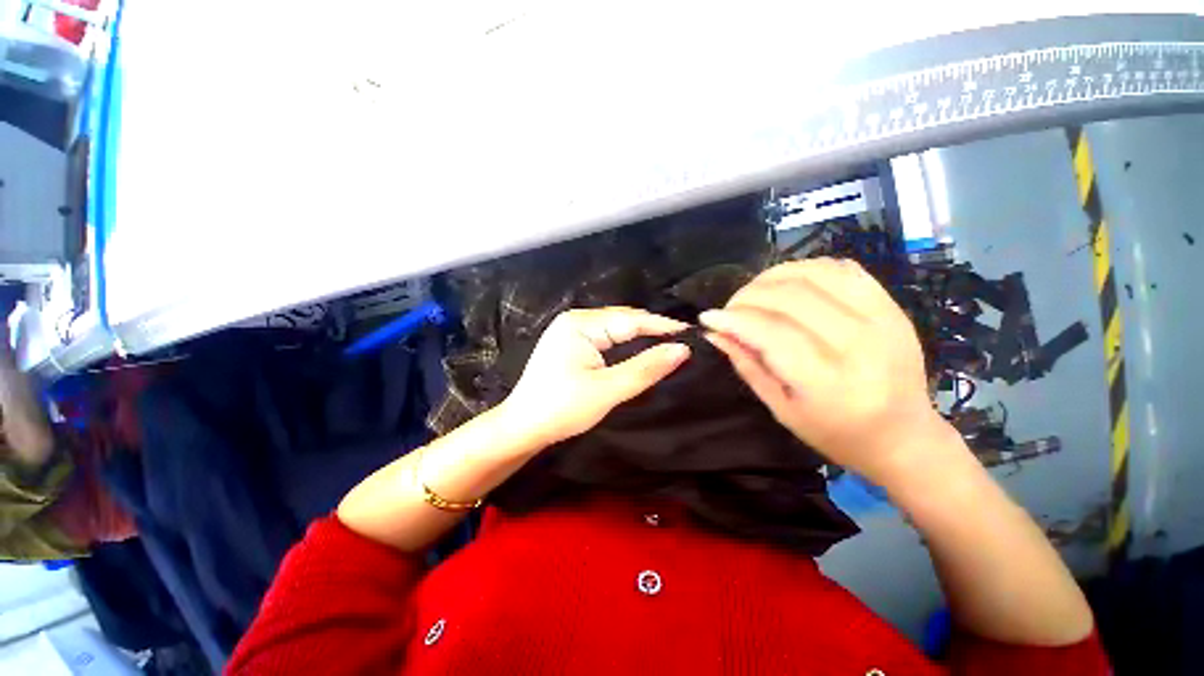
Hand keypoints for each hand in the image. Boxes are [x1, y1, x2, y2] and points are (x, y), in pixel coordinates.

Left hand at [501, 307, 690, 447]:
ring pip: (614, 328)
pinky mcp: (570, 343)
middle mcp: (575, 319)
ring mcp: (570, 330)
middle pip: (622, 320)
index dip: (661, 325)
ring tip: (668, 344)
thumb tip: (682, 349)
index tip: (691, 333)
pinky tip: (639, 349)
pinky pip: (605, 337)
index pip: (630, 319)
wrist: (522, 427)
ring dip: (639, 336)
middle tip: (682, 341)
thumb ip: (645, 368)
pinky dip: (624, 343)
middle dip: (651, 329)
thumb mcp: (608, 390)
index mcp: (580, 324)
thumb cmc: (562, 409)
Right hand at [700, 259, 949, 484]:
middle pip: (790, 297)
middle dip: (747, 297)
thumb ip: (747, 365)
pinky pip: (842, 268)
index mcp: (830, 382)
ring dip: (772, 277)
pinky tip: (788, 284)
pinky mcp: (891, 305)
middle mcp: (860, 343)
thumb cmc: (836, 433)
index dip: (733, 319)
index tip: (708, 317)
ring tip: (754, 294)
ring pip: (814, 273)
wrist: (904, 436)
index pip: (771, 333)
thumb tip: (715, 332)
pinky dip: (806, 269)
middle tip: (730, 309)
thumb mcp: (781, 409)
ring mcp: (882, 318)